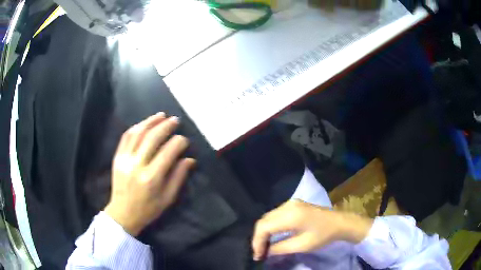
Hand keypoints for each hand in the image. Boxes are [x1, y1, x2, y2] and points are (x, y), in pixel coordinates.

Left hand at [104, 112, 194, 235]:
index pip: (168, 152)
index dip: (179, 142)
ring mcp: (125, 159)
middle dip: (166, 126)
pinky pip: (126, 137)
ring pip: (138, 133)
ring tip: (161, 115)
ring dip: (151, 121)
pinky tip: (144, 123)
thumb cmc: (148, 209)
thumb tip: (189, 159)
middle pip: (152, 138)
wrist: (123, 213)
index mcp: (152, 178)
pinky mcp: (117, 157)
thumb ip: (179, 177)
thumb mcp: (168, 198)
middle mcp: (137, 165)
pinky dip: (136, 127)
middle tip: (175, 120)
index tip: (185, 139)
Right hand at [252, 199, 372, 259]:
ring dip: (263, 232)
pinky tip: (272, 236)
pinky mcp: (293, 204)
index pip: (264, 227)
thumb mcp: (302, 245)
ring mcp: (290, 203)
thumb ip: (280, 248)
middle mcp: (287, 205)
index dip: (257, 242)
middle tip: (259, 253)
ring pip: (267, 217)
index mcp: (291, 215)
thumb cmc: (323, 235)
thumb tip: (265, 252)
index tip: (258, 256)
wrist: (339, 222)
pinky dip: (270, 226)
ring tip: (264, 246)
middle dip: (258, 238)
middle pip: (263, 220)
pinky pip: (275, 215)